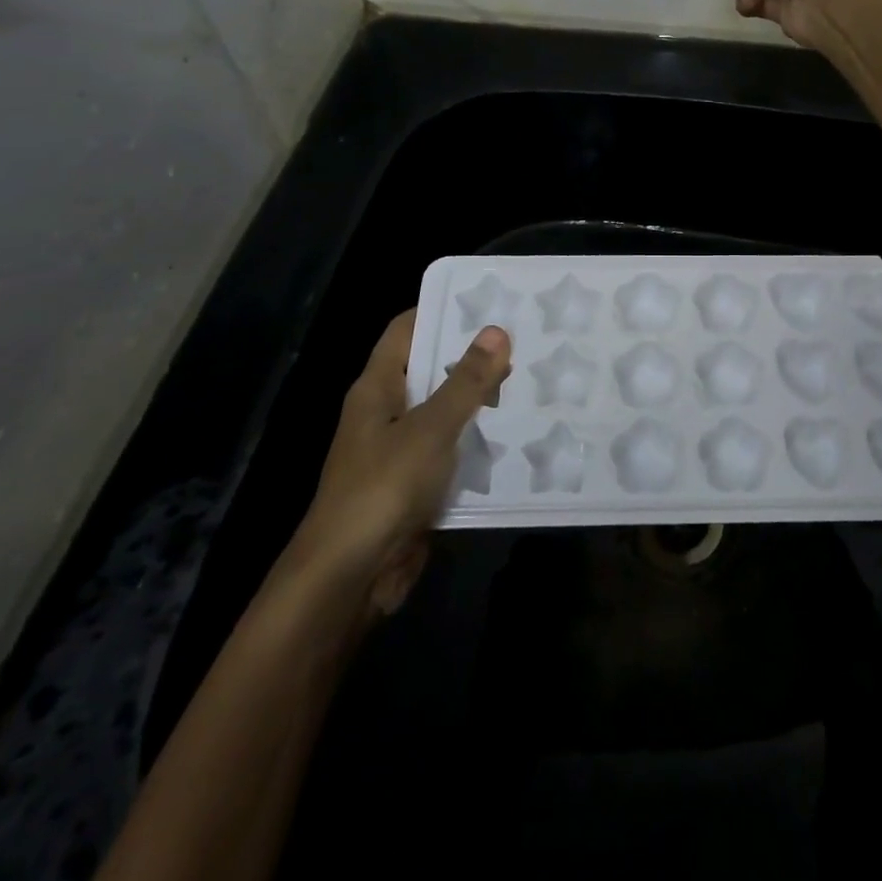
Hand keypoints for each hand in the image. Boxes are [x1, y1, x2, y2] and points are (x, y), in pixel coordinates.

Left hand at [287, 312, 511, 616]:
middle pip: (431, 368)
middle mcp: (386, 412)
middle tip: (526, 338)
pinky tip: (518, 434)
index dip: (442, 310)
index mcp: (377, 388)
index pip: (407, 329)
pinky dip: (478, 441)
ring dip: (481, 400)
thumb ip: (466, 382)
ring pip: (445, 411)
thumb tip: (496, 330)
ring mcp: (399, 449)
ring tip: (533, 379)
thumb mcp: (430, 429)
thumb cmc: (382, 489)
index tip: (489, 301)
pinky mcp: (415, 483)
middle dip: (473, 355)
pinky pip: (451, 450)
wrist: (348, 579)